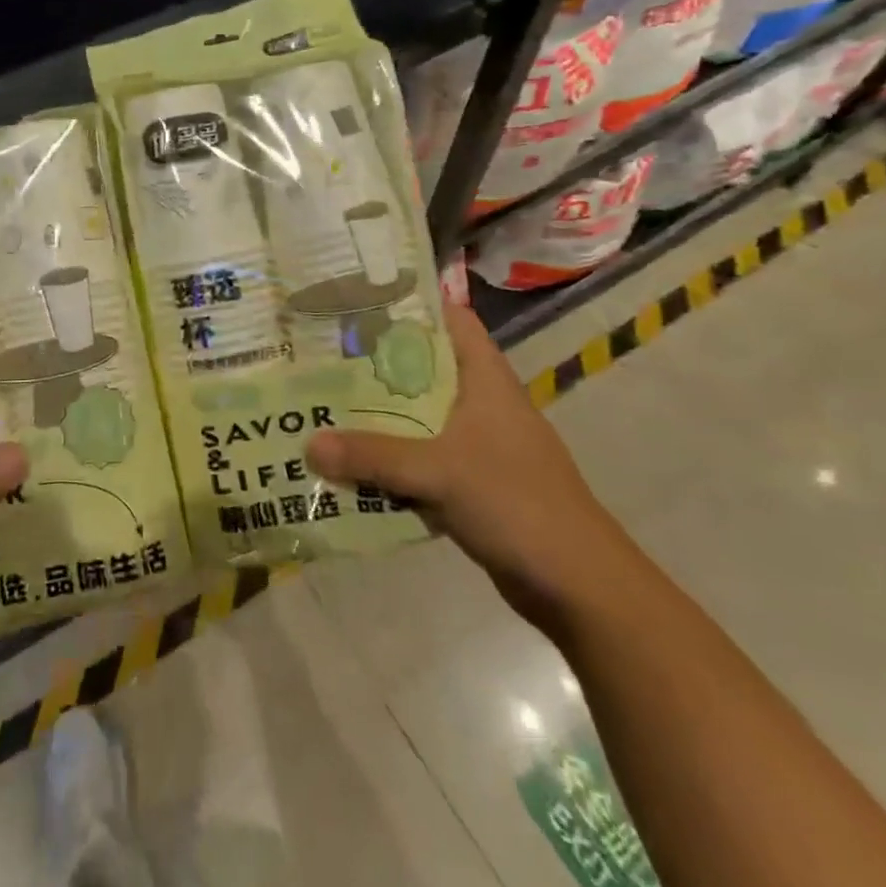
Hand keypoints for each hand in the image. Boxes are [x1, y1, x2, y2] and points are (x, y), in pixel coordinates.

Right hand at [307, 299, 631, 627]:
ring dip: (377, 413)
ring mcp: (477, 443)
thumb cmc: (516, 503)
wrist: (578, 585)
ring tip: (323, 400)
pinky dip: (389, 456)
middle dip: (375, 362)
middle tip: (321, 353)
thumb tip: (307, 444)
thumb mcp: (438, 472)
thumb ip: (371, 455)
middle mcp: (480, 402)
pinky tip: (349, 460)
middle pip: (423, 366)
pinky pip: (419, 456)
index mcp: (485, 379)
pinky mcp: (471, 481)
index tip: (357, 301)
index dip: (410, 304)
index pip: (450, 319)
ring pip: (417, 414)